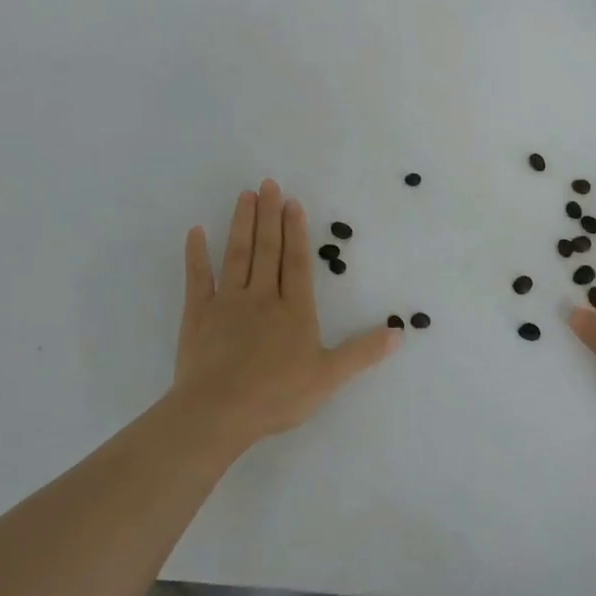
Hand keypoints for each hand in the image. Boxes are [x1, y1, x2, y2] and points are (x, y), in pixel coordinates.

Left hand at [170, 180, 400, 450]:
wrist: (219, 411)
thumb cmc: (277, 394)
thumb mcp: (329, 376)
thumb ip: (362, 351)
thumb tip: (399, 331)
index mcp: (294, 310)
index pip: (297, 263)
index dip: (295, 232)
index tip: (291, 203)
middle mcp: (262, 296)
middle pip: (267, 249)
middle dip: (269, 215)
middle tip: (268, 184)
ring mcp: (228, 302)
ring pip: (237, 254)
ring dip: (242, 223)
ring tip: (245, 195)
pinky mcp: (198, 314)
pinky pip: (198, 278)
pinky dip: (196, 254)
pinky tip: (196, 231)